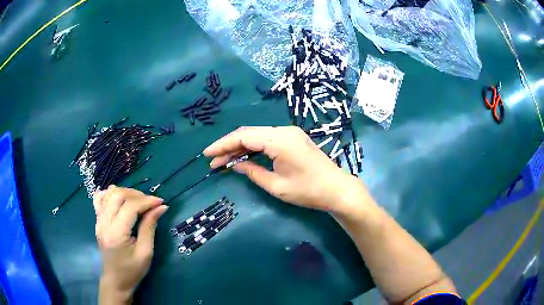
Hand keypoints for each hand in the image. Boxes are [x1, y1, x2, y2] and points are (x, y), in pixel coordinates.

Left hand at [93, 186, 167, 303]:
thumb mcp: (146, 252)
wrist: (116, 280)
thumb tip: (161, 207)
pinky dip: (111, 194)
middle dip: (136, 194)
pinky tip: (120, 201)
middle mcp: (104, 223)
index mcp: (116, 234)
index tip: (161, 202)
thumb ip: (150, 227)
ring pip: (109, 193)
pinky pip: (100, 198)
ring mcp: (98, 220)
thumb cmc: (132, 270)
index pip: (130, 207)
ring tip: (137, 202)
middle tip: (150, 203)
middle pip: (117, 195)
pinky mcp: (97, 220)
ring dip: (125, 192)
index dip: (146, 201)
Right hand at [204, 126, 366, 213]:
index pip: (243, 137)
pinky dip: (253, 148)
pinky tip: (244, 157)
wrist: (337, 189)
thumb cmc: (308, 191)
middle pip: (249, 134)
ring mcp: (290, 133)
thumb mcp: (276, 186)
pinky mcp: (293, 139)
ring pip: (257, 136)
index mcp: (279, 140)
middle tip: (214, 162)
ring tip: (224, 162)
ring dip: (240, 147)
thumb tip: (235, 165)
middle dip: (229, 146)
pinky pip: (267, 139)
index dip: (223, 145)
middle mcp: (284, 131)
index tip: (207, 154)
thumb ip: (253, 172)